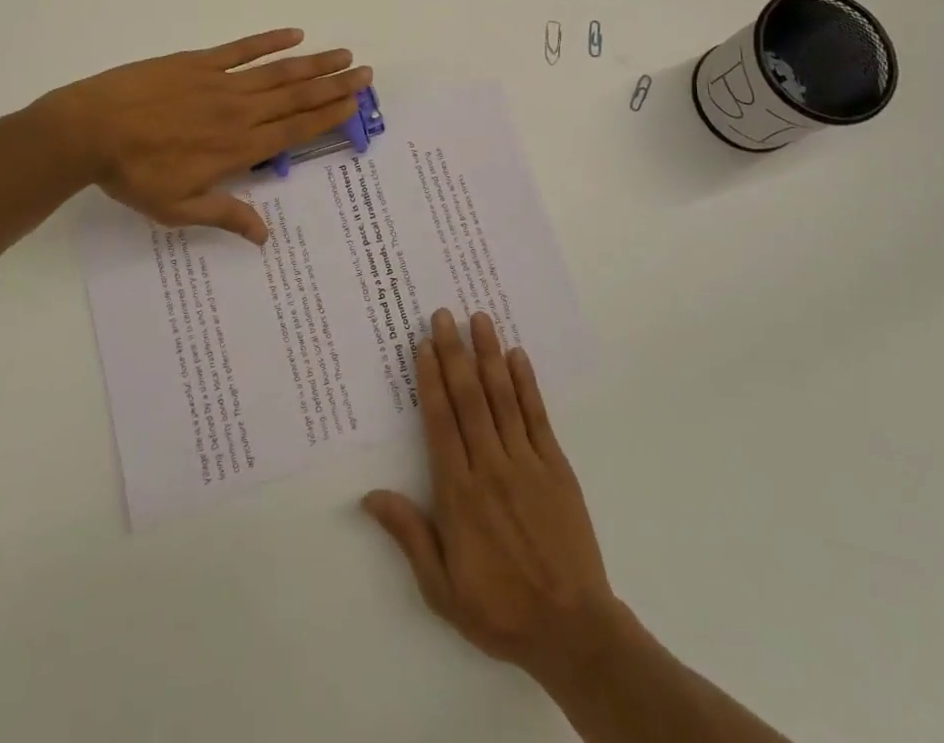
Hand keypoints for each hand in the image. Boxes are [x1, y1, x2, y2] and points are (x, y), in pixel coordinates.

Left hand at [37, 28, 370, 242]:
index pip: (294, 130)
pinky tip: (294, 34)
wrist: (90, 130)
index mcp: (238, 148)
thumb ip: (226, 215)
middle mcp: (239, 112)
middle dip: (335, 85)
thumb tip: (265, 236)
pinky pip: (241, 49)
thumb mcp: (179, 208)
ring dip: (314, 63)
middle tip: (365, 72)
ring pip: (278, 72)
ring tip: (343, 54)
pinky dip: (269, 41)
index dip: (328, 116)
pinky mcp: (198, 62)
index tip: (354, 103)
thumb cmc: (135, 175)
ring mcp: (220, 83)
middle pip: (297, 97)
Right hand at [363, 309, 623, 685]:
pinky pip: (537, 416)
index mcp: (459, 493)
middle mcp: (490, 467)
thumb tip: (371, 496)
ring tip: (480, 319)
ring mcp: (526, 463)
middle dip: (455, 352)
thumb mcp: (442, 588)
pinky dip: (527, 384)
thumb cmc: (500, 609)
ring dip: (489, 355)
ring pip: (502, 397)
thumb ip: (410, 535)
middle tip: (445, 314)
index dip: (431, 379)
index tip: (424, 345)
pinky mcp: (556, 466)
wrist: (572, 628)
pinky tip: (518, 356)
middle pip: (468, 398)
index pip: (440, 422)